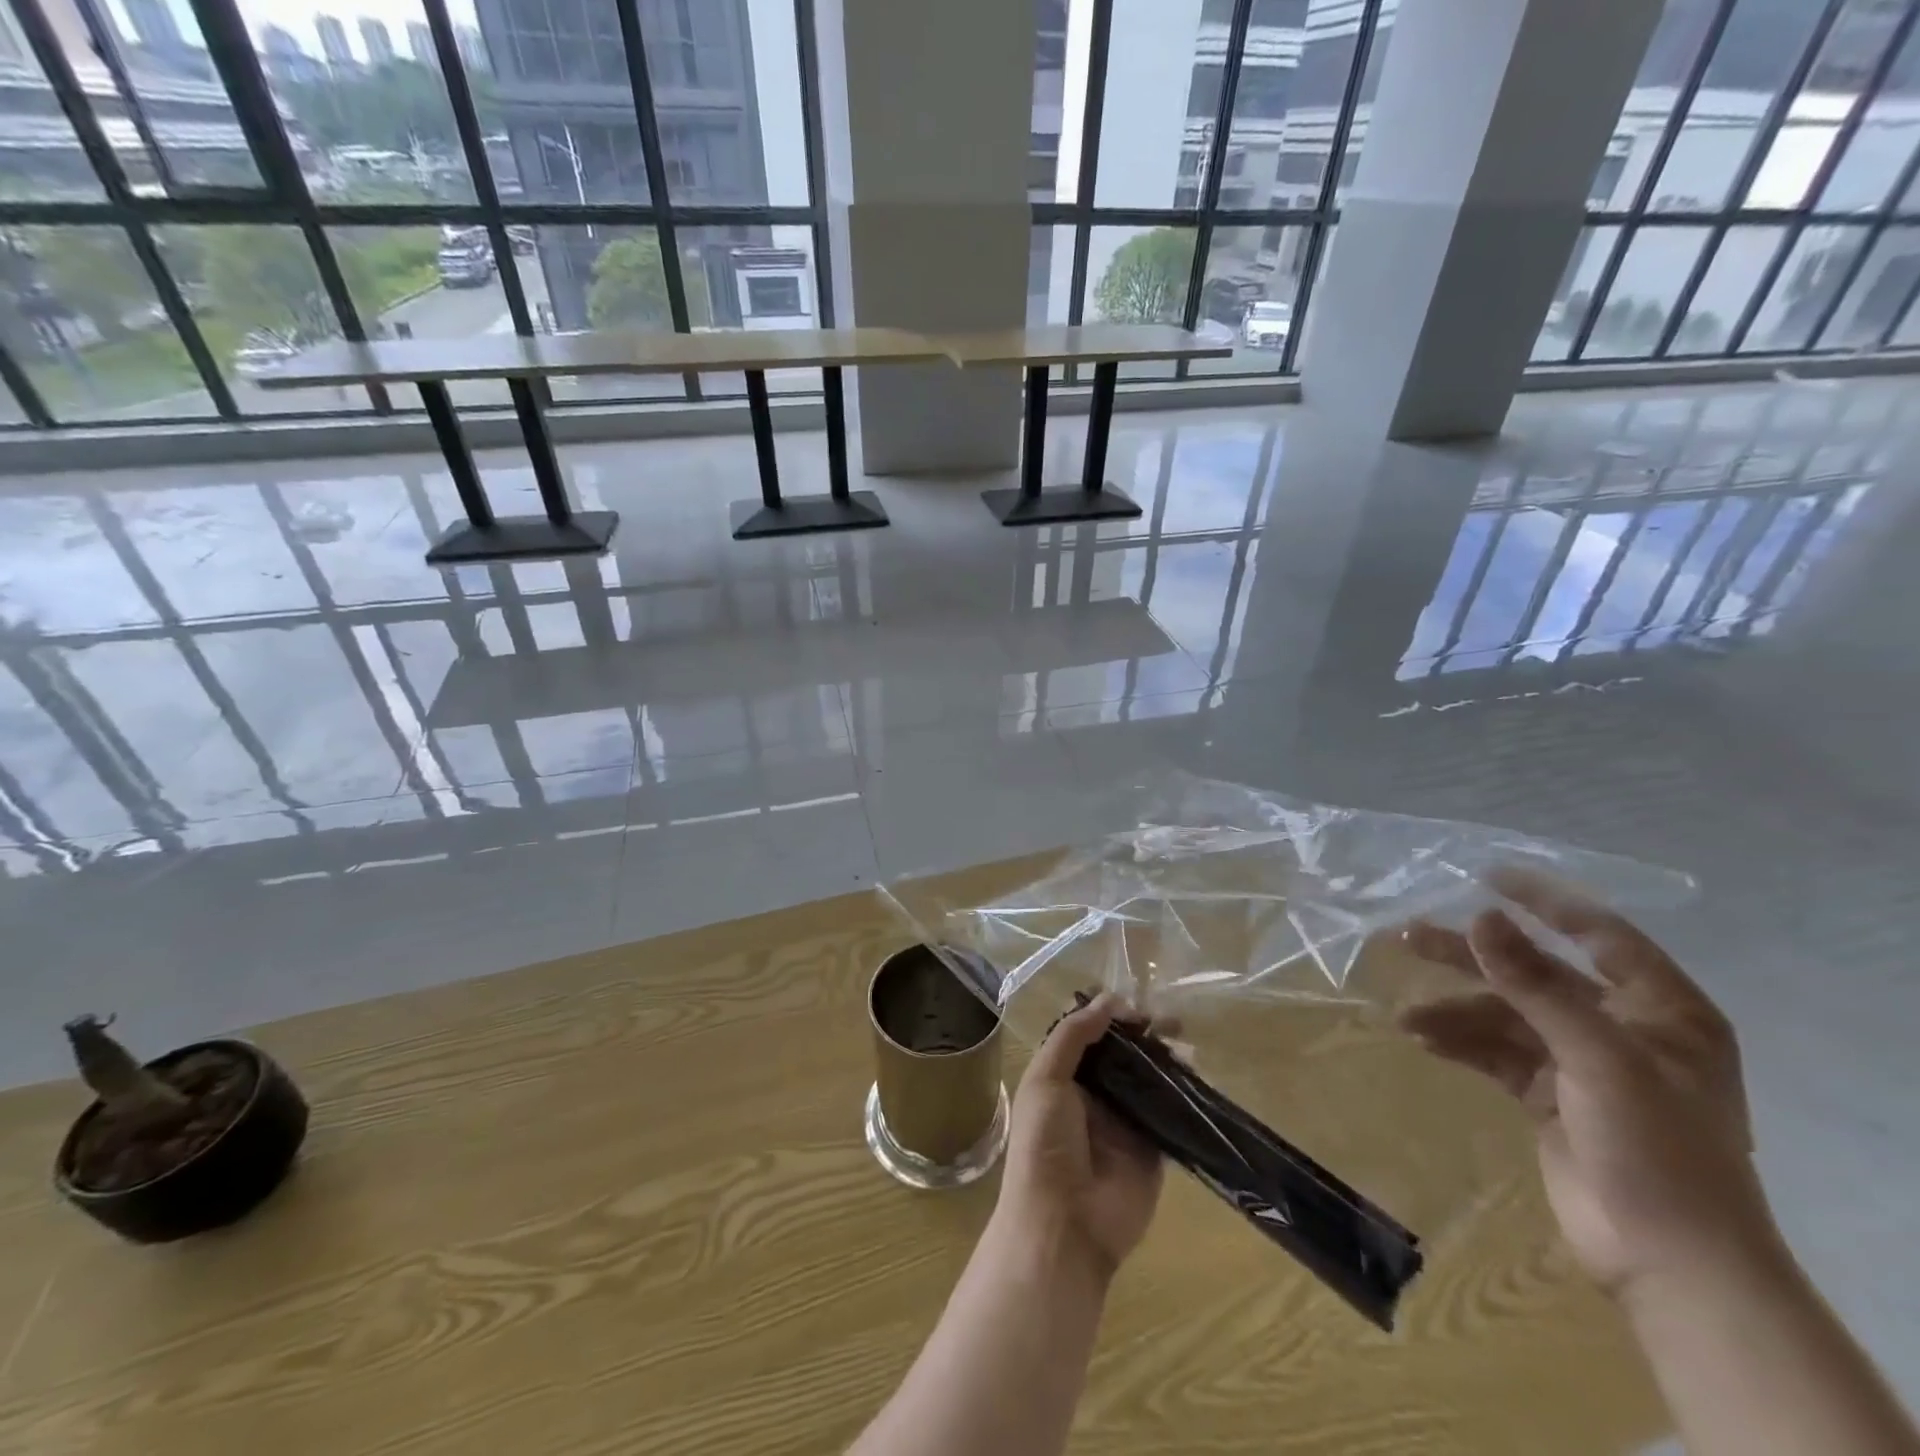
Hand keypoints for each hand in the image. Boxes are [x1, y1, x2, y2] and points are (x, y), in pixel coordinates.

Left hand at [996, 994, 1165, 1280]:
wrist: (1064, 1224)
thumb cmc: (1044, 1144)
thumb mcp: (1045, 1079)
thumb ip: (1073, 1036)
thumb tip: (1108, 1000)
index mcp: (1063, 1076)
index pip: (1090, 1035)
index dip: (1110, 1016)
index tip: (1135, 1005)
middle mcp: (1095, 1094)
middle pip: (1123, 1053)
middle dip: (1144, 1033)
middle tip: (1169, 1020)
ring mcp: (1125, 1121)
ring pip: (1149, 1077)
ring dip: (1166, 1056)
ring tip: (1184, 1039)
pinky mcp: (1153, 1147)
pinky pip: (1170, 1112)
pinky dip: (1184, 1091)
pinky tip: (1197, 1072)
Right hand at [1400, 868, 1777, 1298]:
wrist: (1669, 1263)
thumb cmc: (1657, 1148)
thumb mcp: (1597, 1058)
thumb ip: (1534, 985)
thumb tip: (1479, 917)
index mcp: (1662, 1011)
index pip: (1600, 934)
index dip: (1545, 902)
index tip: (1486, 877)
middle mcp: (1623, 1028)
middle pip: (1536, 972)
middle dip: (1474, 956)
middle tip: (1409, 936)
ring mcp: (1583, 1062)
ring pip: (1506, 1014)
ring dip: (1456, 1010)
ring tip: (1406, 1013)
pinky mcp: (1549, 1094)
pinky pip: (1495, 1051)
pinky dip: (1460, 1043)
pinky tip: (1423, 1040)